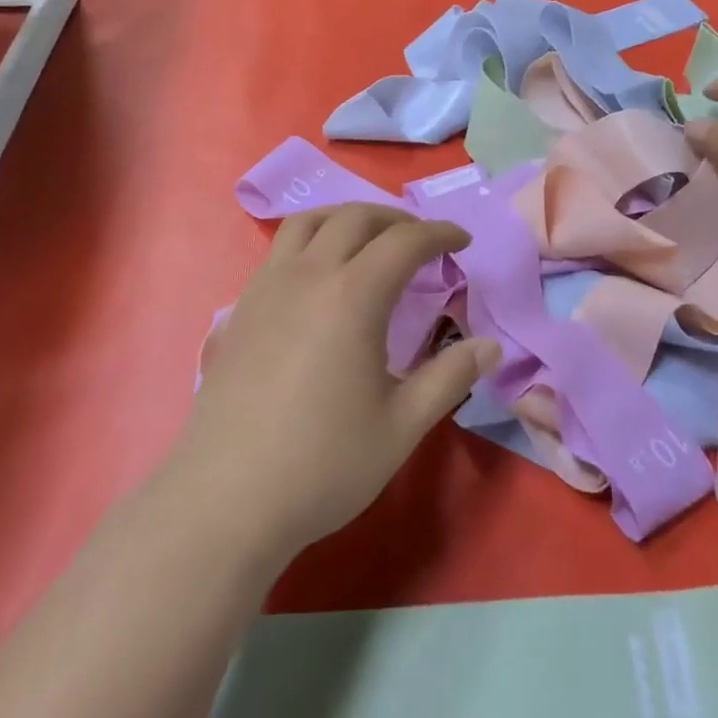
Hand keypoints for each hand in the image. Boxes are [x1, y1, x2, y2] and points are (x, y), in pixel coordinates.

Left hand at [174, 204, 498, 559]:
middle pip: (355, 217)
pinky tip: (321, 278)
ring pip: (308, 222)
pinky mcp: (242, 309)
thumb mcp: (402, 425)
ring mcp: (267, 288)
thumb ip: (450, 376)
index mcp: (352, 296)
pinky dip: (312, 240)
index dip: (440, 233)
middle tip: (422, 241)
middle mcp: (307, 276)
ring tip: (370, 241)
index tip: (463, 241)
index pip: (404, 241)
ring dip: (347, 218)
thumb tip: (490, 346)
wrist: (227, 500)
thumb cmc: (324, 463)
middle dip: (396, 219)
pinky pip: (280, 249)